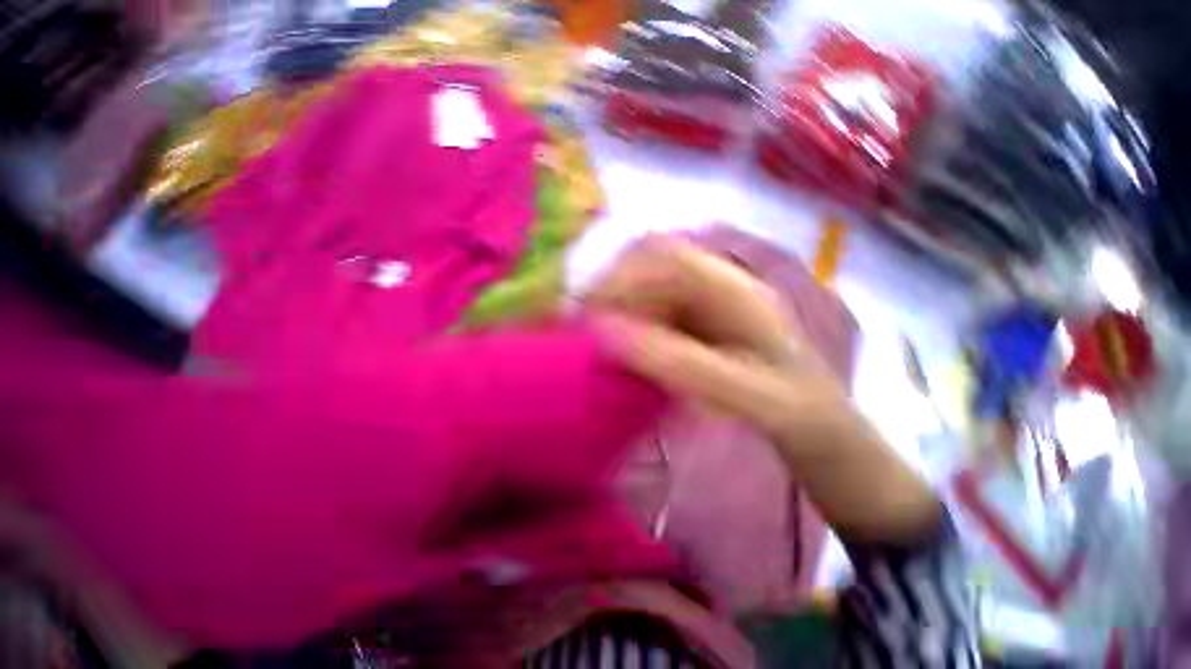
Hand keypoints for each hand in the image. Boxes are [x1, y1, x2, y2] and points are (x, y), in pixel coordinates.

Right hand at [586, 237, 940, 543]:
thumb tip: (608, 334)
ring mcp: (703, 302)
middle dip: (612, 292)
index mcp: (734, 289)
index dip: (623, 276)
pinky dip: (629, 325)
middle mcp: (716, 284)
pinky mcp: (694, 320)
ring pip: (646, 288)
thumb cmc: (791, 403)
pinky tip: (625, 350)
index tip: (591, 314)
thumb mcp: (745, 392)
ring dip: (617, 309)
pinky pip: (651, 311)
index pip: (668, 258)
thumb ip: (680, 363)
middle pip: (650, 267)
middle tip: (586, 330)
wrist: (815, 419)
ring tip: (599, 342)